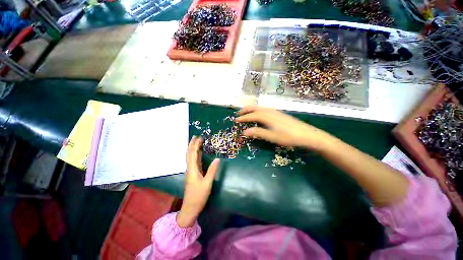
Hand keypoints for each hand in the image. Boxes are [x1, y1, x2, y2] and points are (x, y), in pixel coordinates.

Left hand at [177, 136, 219, 227]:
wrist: (190, 207)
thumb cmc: (199, 196)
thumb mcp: (207, 183)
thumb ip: (212, 170)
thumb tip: (217, 158)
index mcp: (193, 169)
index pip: (193, 154)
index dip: (195, 145)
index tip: (198, 138)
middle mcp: (190, 168)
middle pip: (189, 154)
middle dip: (192, 145)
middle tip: (196, 137)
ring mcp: (191, 171)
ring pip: (190, 157)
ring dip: (193, 149)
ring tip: (196, 142)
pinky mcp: (193, 174)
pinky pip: (193, 161)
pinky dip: (195, 155)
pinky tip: (198, 153)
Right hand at [235, 106, 330, 149]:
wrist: (307, 134)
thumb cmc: (289, 137)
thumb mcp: (272, 137)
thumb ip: (258, 133)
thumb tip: (244, 132)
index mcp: (267, 117)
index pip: (252, 116)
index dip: (243, 118)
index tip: (236, 120)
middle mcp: (270, 112)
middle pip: (255, 108)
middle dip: (246, 110)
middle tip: (238, 114)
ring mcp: (276, 112)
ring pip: (261, 107)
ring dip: (252, 109)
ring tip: (246, 112)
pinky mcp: (279, 114)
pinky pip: (265, 109)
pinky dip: (258, 110)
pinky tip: (260, 113)